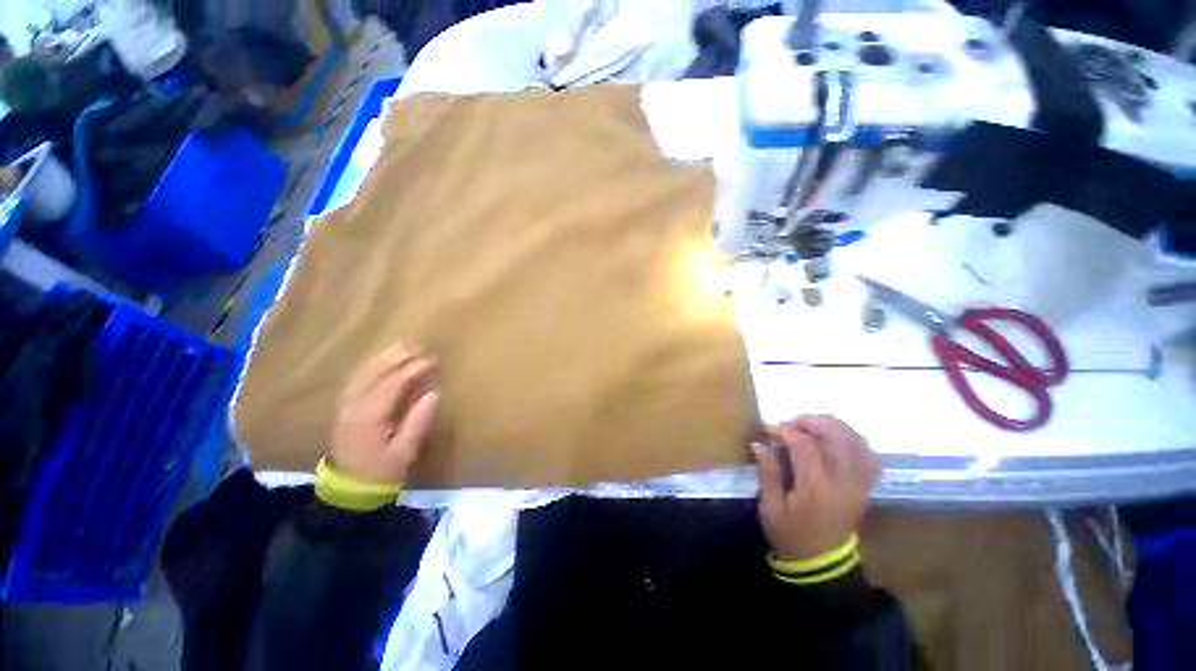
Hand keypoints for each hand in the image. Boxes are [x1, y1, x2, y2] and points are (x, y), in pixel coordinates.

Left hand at [331, 343, 440, 484]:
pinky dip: (370, 367)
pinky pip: (356, 380)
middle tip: (418, 346)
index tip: (433, 360)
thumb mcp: (405, 451)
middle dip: (397, 357)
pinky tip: (381, 362)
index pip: (393, 383)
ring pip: (363, 373)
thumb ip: (419, 420)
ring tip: (402, 347)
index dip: (414, 369)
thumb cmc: (382, 473)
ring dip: (383, 358)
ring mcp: (345, 406)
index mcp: (369, 415)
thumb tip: (434, 393)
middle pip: (374, 372)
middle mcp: (353, 405)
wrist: (349, 492)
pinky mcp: (343, 410)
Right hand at [753, 415, 878, 560]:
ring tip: (813, 424)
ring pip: (857, 443)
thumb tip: (759, 443)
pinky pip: (869, 456)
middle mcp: (843, 483)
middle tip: (793, 422)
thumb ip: (768, 472)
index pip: (805, 446)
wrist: (822, 564)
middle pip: (837, 438)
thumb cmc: (790, 534)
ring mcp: (858, 485)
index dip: (786, 431)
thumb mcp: (770, 507)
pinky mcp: (864, 487)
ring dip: (835, 427)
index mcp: (816, 488)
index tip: (769, 429)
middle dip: (813, 422)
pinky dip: (854, 441)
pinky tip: (837, 438)